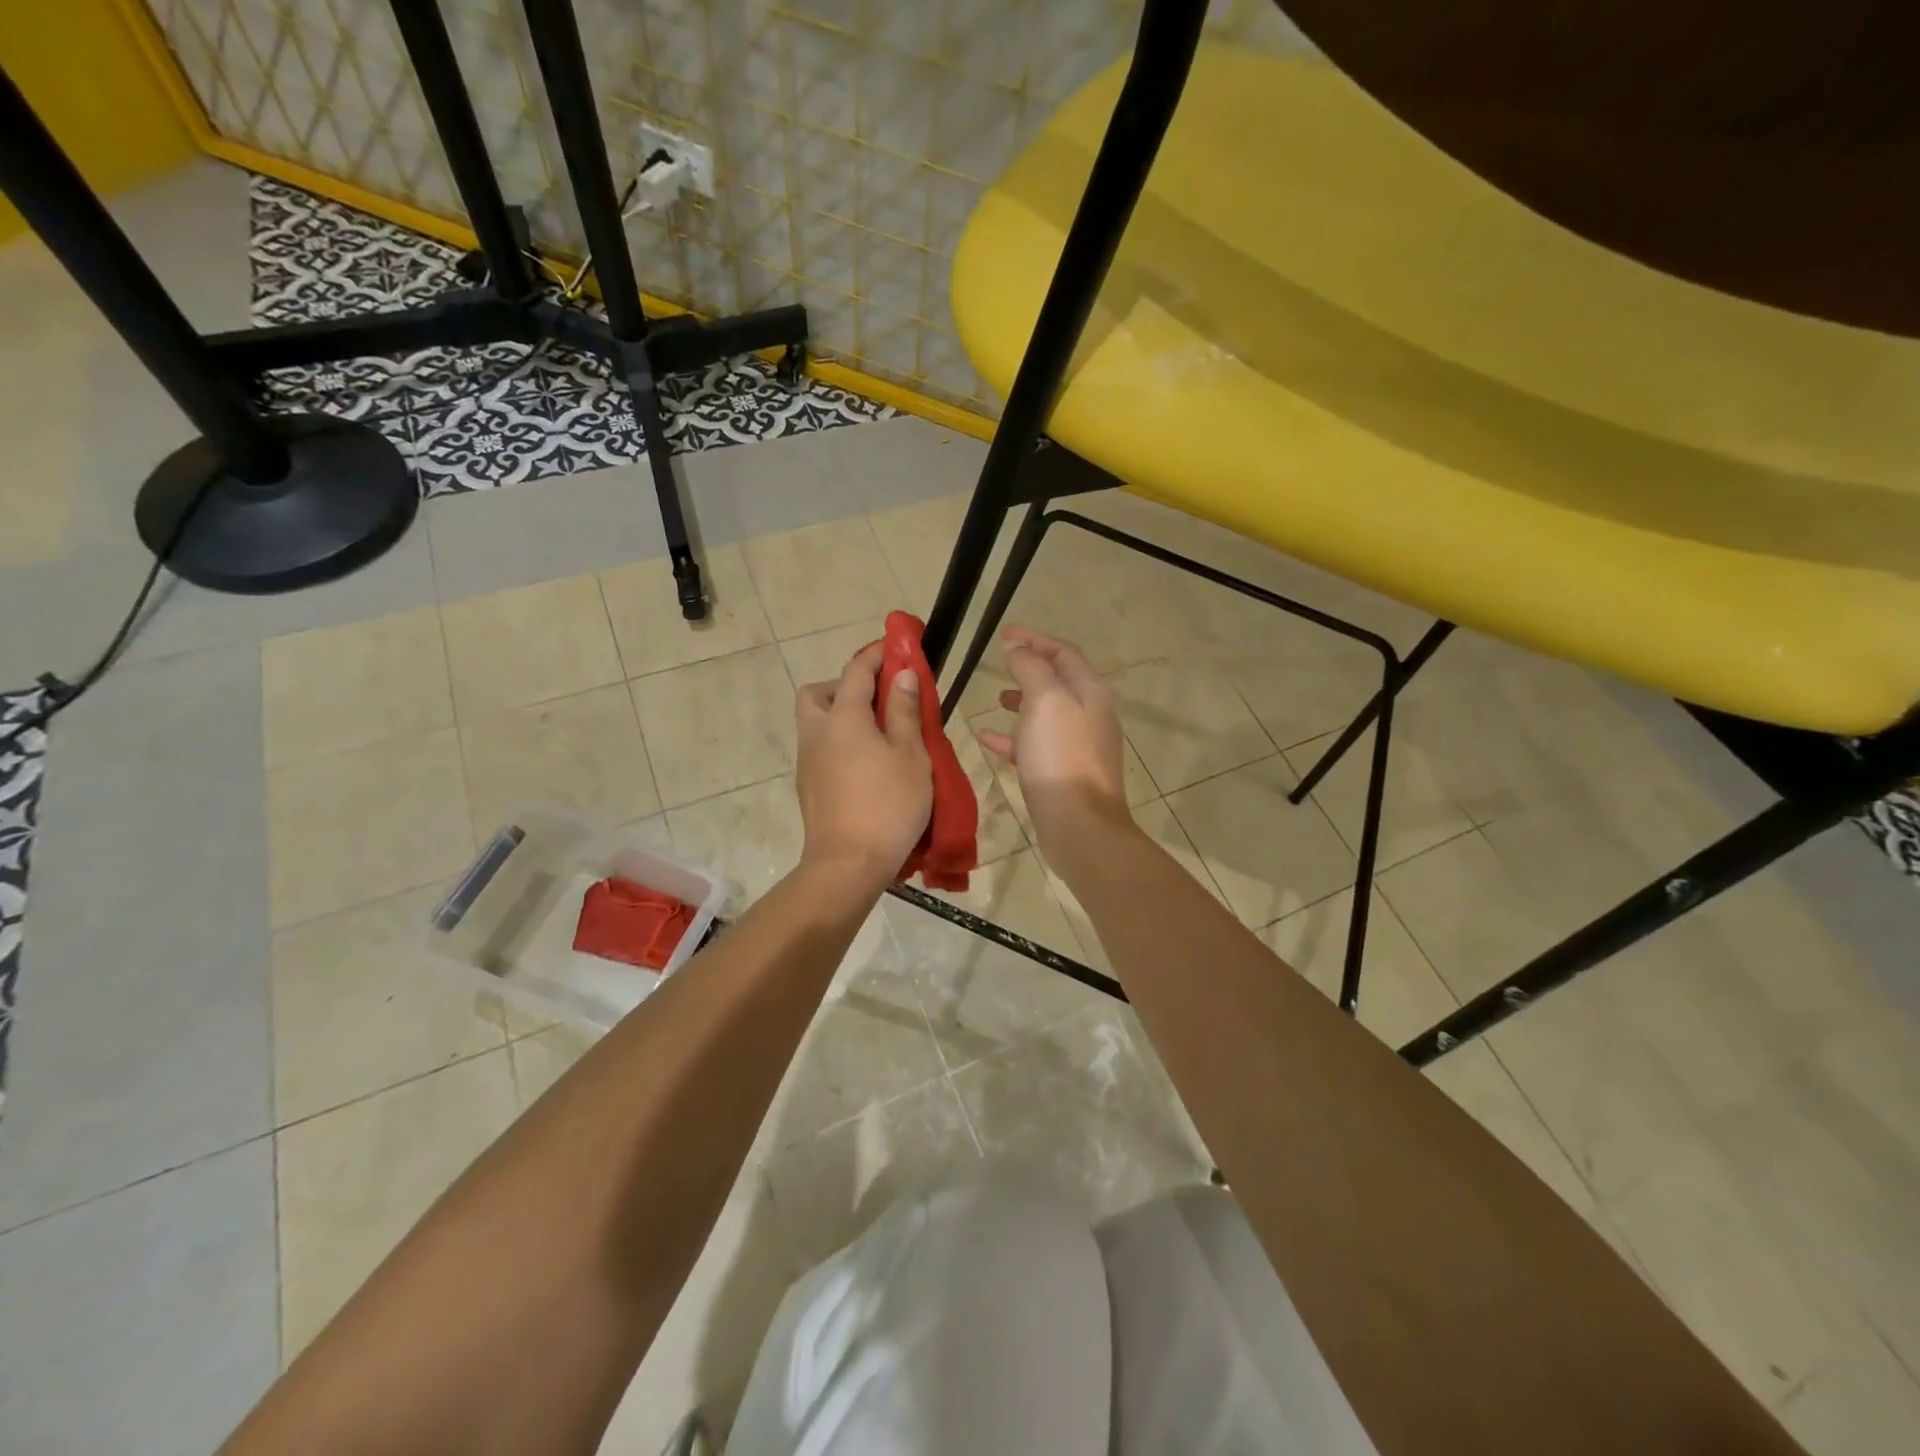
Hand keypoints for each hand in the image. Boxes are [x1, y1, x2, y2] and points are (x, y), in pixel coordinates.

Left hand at [795, 641, 932, 888]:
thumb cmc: (888, 805)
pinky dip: (838, 743)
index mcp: (843, 718)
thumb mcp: (910, 754)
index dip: (876, 653)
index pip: (856, 670)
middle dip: (844, 686)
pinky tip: (865, 766)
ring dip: (840, 716)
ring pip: (815, 722)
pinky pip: (820, 749)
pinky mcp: (807, 786)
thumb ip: (904, 710)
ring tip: (877, 736)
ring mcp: (807, 761)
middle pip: (818, 693)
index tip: (895, 646)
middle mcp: (817, 732)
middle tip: (876, 701)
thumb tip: (901, 673)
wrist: (848, 864)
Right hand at [975, 625, 1130, 851]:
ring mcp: (1077, 746)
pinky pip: (1033, 746)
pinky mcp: (1061, 773)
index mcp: (1090, 692)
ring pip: (1045, 714)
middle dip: (1029, 668)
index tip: (1003, 633)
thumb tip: (1017, 646)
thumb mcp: (1044, 700)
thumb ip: (1030, 667)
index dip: (1034, 639)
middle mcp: (1089, 715)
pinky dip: (1012, 738)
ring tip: (996, 699)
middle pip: (1057, 682)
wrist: (1079, 825)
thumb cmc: (1061, 756)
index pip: (1063, 653)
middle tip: (999, 662)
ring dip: (1021, 701)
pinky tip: (987, 738)